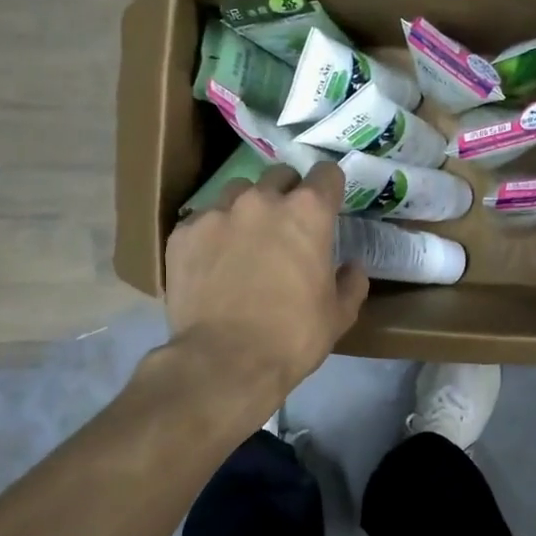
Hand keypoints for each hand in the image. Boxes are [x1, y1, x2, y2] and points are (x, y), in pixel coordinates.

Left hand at [163, 161, 369, 400]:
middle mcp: (262, 200)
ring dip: (247, 209)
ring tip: (244, 241)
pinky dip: (212, 234)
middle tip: (286, 227)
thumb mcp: (338, 316)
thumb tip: (352, 267)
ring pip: (237, 192)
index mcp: (308, 213)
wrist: (224, 362)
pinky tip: (212, 263)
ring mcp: (218, 212)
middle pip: (279, 176)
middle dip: (287, 194)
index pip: (326, 174)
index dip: (329, 188)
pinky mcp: (183, 233)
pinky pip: (203, 220)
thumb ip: (350, 283)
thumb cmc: (292, 337)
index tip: (328, 204)